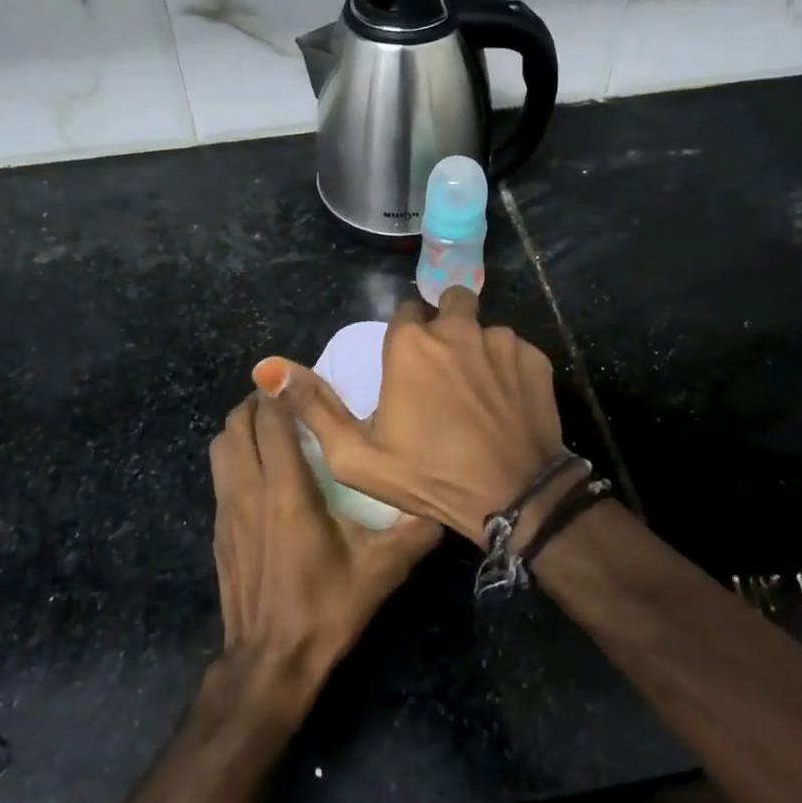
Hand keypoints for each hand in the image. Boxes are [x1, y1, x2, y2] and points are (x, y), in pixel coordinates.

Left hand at [209, 393, 439, 706]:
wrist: (269, 663)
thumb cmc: (325, 609)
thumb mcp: (380, 571)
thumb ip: (413, 533)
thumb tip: (445, 506)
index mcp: (286, 489)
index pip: (271, 419)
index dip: (280, 392)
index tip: (300, 381)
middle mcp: (249, 488)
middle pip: (237, 423)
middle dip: (259, 403)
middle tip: (289, 402)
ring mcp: (226, 509)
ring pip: (221, 445)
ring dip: (241, 427)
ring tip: (271, 430)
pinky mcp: (217, 529)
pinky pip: (219, 473)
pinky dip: (234, 456)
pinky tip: (260, 473)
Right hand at [253, 288, 566, 543]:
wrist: (513, 498)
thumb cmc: (429, 476)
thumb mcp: (356, 455)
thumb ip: (312, 406)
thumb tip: (266, 368)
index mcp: (411, 343)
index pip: (404, 313)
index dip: (405, 338)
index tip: (408, 366)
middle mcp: (456, 328)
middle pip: (449, 304)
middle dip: (445, 326)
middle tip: (445, 369)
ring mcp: (501, 340)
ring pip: (483, 329)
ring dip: (477, 349)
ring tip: (478, 393)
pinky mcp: (535, 357)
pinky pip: (514, 350)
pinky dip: (508, 368)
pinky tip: (505, 403)